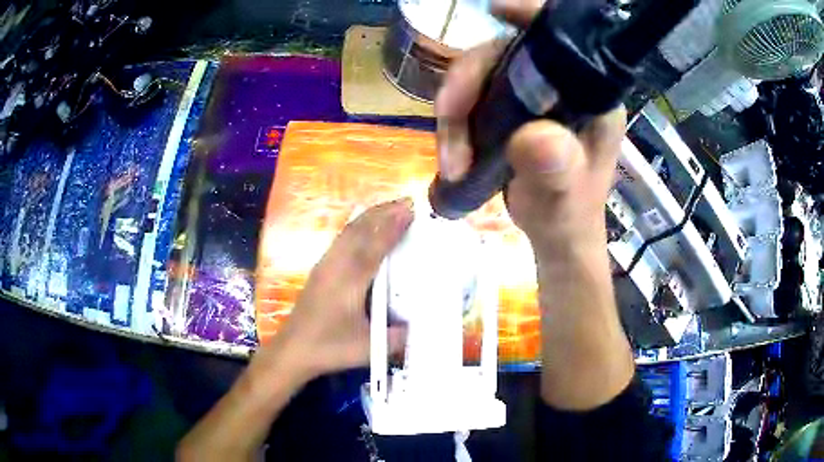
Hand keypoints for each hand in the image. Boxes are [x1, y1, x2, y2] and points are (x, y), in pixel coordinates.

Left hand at [250, 199, 412, 384]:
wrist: (293, 349)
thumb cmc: (330, 347)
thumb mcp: (367, 348)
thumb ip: (396, 338)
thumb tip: (418, 326)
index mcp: (349, 282)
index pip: (374, 247)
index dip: (392, 227)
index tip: (410, 210)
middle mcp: (336, 267)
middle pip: (359, 231)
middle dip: (383, 212)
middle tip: (405, 201)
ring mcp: (325, 266)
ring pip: (348, 232)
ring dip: (369, 217)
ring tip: (389, 208)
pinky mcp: (319, 270)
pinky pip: (341, 239)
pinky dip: (357, 227)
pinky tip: (364, 228)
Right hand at [436, 0, 625, 259]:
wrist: (557, 235)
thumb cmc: (568, 217)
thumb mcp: (563, 200)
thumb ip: (555, 172)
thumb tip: (535, 138)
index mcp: (590, 95)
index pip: (564, 39)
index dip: (532, 16)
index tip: (497, 9)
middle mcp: (562, 84)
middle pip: (503, 54)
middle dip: (466, 87)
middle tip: (449, 130)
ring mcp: (533, 93)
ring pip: (480, 75)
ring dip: (454, 114)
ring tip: (452, 163)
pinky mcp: (510, 106)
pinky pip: (473, 96)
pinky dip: (455, 122)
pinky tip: (454, 154)